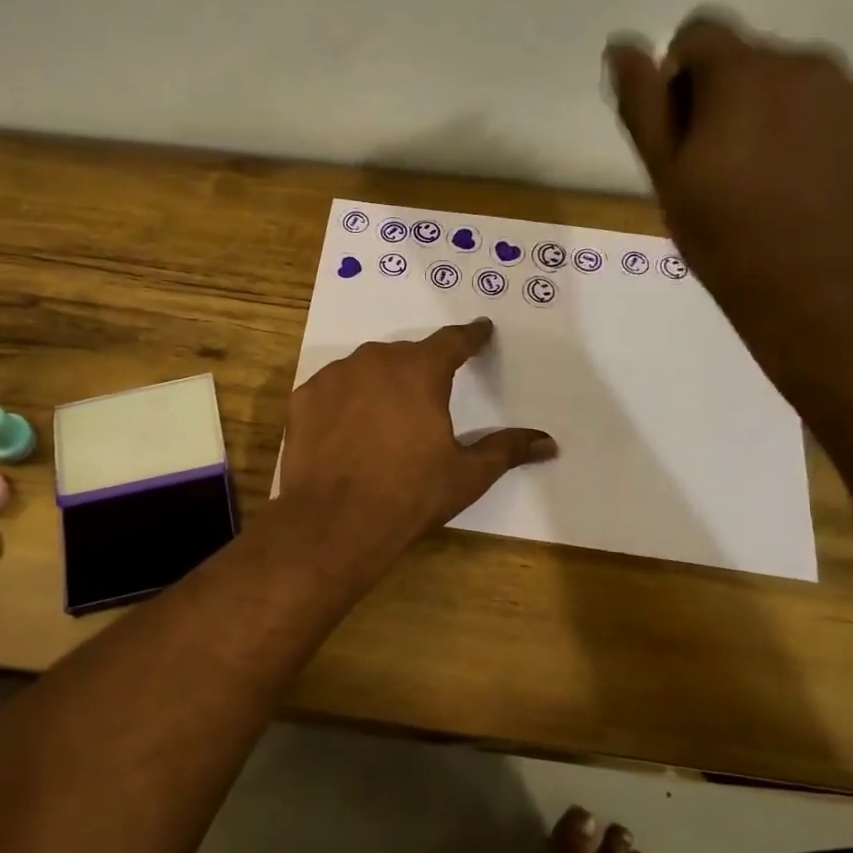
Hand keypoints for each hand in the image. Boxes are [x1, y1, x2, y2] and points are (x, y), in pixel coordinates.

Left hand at [277, 318, 555, 579]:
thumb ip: (506, 449)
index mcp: (420, 371)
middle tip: (429, 396)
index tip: (481, 330)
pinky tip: (347, 431)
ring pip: (365, 369)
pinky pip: (332, 390)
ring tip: (385, 419)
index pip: (453, 342)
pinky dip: (344, 402)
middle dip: (421, 370)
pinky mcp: (303, 398)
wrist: (334, 522)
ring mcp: (334, 377)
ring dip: (379, 384)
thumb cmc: (409, 494)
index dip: (471, 337)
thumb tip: (549, 443)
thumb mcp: (466, 474)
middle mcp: (376, 361)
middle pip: (406, 356)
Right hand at [604, 9, 852, 331]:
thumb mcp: (666, 174)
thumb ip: (643, 104)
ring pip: (781, 79)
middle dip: (718, 96)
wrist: (818, 290)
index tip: (678, 134)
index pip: (698, 32)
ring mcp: (845, 90)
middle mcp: (802, 62)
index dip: (676, 77)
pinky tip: (792, 181)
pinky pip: (817, 102)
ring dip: (758, 110)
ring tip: (754, 178)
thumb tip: (622, 47)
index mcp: (744, 72)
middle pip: (741, 56)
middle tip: (711, 167)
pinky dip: (795, 127)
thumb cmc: (725, 236)